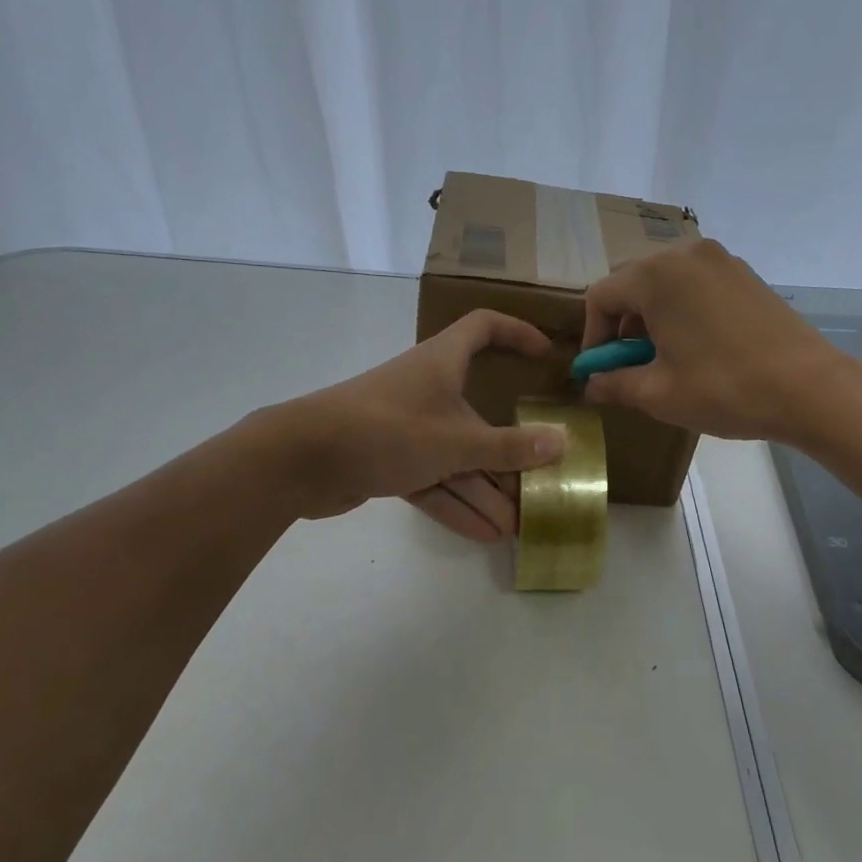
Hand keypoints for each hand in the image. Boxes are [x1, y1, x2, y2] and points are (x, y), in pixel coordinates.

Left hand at [257, 310, 565, 537]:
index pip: (484, 328)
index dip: (516, 333)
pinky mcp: (389, 461)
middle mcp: (428, 390)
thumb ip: (509, 447)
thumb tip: (562, 443)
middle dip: (509, 451)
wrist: (300, 460)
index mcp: (443, 363)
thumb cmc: (385, 430)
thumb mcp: (454, 441)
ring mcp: (407, 428)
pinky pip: (433, 479)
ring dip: (485, 489)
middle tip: (539, 481)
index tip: (545, 355)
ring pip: (457, 456)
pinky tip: (484, 533)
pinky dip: (455, 503)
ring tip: (516, 524)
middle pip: (479, 415)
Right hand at [581, 239, 854, 441]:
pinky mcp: (745, 274)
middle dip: (622, 325)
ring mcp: (720, 260)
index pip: (601, 297)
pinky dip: (682, 310)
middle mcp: (685, 254)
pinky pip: (696, 285)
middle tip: (630, 366)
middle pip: (632, 284)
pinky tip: (696, 347)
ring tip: (664, 358)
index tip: (600, 373)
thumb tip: (591, 385)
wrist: (810, 388)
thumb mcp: (658, 394)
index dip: (593, 338)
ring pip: (665, 283)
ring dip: (652, 317)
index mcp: (656, 275)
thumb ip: (614, 384)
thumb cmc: (724, 389)